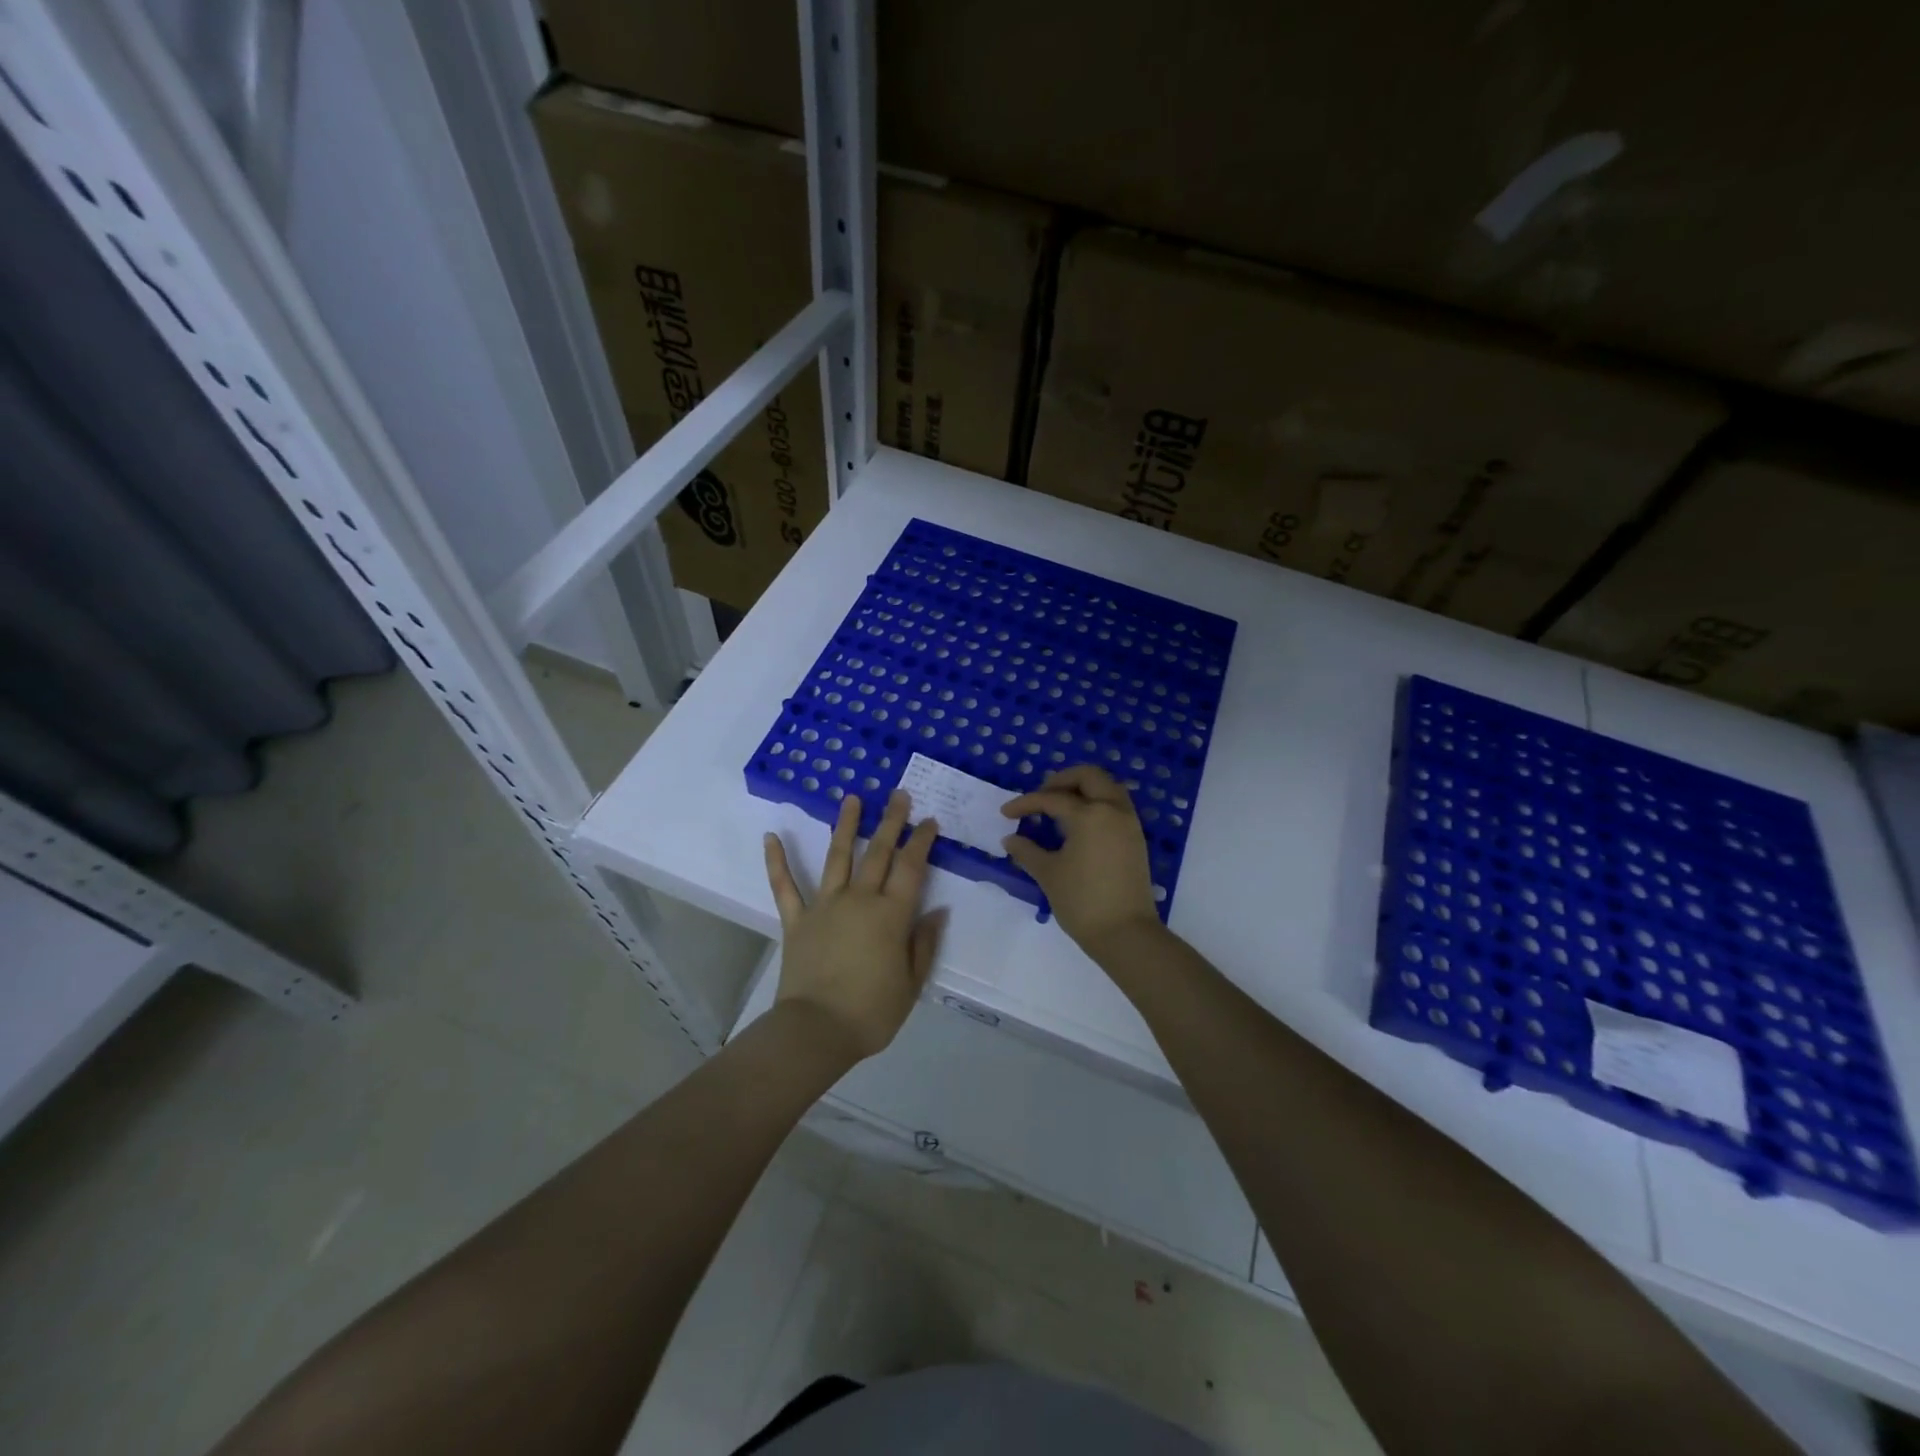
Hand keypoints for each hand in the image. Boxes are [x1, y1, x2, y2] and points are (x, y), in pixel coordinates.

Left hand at [764, 790, 946, 1062]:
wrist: (816, 1030)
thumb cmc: (871, 1012)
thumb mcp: (912, 984)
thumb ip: (924, 944)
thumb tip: (937, 911)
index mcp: (891, 915)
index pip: (911, 867)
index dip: (921, 841)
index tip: (928, 820)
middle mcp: (859, 900)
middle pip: (879, 853)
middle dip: (891, 822)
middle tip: (898, 795)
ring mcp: (825, 906)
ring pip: (837, 857)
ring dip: (846, 826)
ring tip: (851, 799)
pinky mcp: (797, 920)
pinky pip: (785, 886)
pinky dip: (777, 862)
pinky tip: (771, 837)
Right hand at [1000, 765, 1159, 950]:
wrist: (1126, 933)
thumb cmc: (1082, 901)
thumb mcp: (1048, 874)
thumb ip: (1027, 851)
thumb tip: (1010, 839)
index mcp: (1090, 814)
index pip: (1052, 799)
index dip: (1026, 803)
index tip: (1006, 813)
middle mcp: (1113, 810)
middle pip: (1089, 776)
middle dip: (1061, 780)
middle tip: (1041, 796)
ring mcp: (1129, 823)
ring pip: (1108, 787)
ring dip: (1083, 789)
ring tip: (1059, 806)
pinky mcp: (1136, 839)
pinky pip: (1116, 806)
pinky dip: (1097, 803)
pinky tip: (1078, 824)